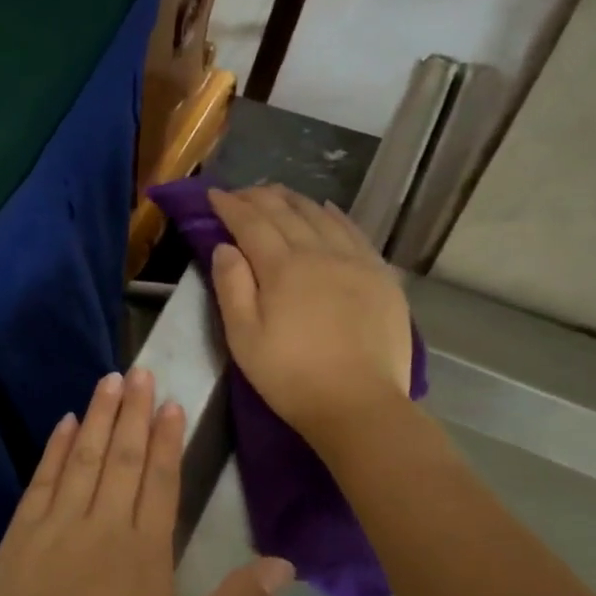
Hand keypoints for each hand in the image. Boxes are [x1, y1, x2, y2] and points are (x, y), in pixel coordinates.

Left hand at [0, 368, 292, 595]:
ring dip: (99, 417)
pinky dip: (56, 449)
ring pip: (84, 458)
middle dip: (134, 411)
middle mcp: (101, 526)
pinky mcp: (20, 536)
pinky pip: (42, 481)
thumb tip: (283, 564)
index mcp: (145, 552)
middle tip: (141, 371)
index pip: (161, 479)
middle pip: (123, 457)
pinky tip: (66, 424)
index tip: (172, 402)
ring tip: (110, 380)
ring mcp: (56, 527)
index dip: (168, 438)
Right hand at [208, 184, 413, 449]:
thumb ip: (231, 287)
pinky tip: (327, 210)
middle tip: (242, 192)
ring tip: (279, 194)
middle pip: (286, 213)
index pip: (251, 224)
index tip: (214, 194)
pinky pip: (355, 232)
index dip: (231, 206)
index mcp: (282, 268)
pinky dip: (335, 215)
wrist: (358, 403)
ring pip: (322, 216)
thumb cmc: (290, 376)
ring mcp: (355, 261)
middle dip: (260, 198)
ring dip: (296, 201)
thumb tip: (225, 247)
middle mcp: (320, 253)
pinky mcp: (381, 276)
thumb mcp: (243, 338)